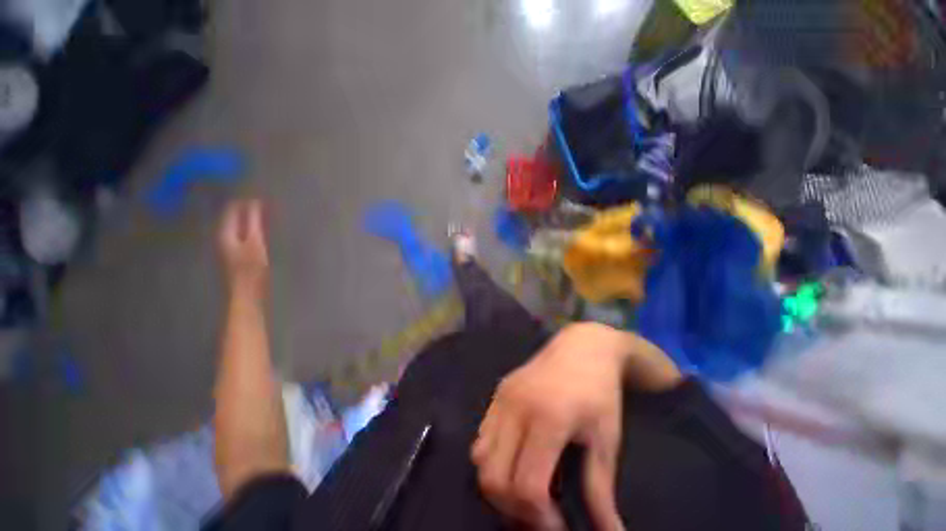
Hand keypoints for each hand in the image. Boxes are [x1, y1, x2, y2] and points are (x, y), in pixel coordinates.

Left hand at [218, 199, 268, 299]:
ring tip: (265, 213)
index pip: (232, 209)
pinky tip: (261, 229)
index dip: (245, 201)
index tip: (261, 195)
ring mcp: (229, 246)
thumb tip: (254, 202)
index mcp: (225, 232)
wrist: (247, 293)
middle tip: (265, 202)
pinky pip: (243, 233)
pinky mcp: (237, 253)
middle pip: (233, 217)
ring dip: (250, 218)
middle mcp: (223, 236)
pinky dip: (252, 228)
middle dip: (247, 208)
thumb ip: (253, 222)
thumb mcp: (255, 242)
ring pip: (238, 225)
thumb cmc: (251, 268)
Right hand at [471, 323, 633, 530]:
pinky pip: (482, 435)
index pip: (528, 485)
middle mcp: (516, 406)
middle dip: (514, 508)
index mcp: (548, 418)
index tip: (558, 525)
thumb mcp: (606, 440)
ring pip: (480, 458)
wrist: (581, 347)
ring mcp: (503, 397)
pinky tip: (516, 457)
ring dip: (499, 484)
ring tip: (525, 487)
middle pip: (494, 477)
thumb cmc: (599, 392)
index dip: (540, 519)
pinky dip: (493, 458)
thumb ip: (601, 491)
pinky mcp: (498, 392)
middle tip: (541, 512)